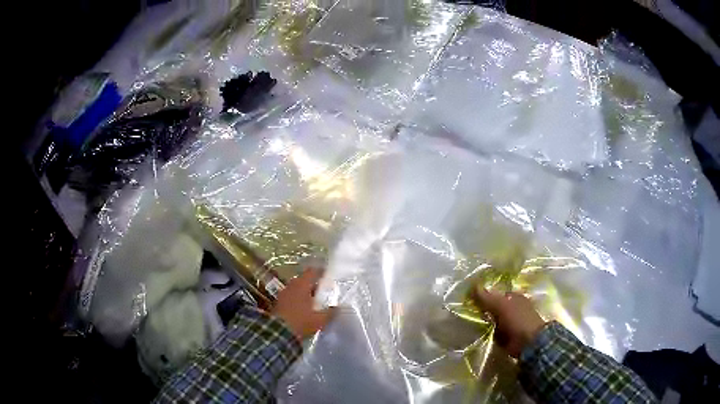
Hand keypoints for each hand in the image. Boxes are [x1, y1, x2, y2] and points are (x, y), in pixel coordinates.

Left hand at [271, 267, 335, 339]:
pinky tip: (304, 309)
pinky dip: (298, 300)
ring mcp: (283, 294)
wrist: (277, 332)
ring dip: (305, 294)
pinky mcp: (278, 303)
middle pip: (304, 281)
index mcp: (302, 285)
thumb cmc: (300, 322)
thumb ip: (331, 312)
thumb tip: (340, 307)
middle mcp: (291, 286)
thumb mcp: (320, 319)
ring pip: (297, 289)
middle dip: (314, 285)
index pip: (312, 272)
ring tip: (315, 302)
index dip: (321, 272)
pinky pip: (291, 297)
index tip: (329, 275)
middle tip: (324, 291)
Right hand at [473, 287, 545, 357]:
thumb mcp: (501, 305)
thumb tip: (472, 286)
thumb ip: (487, 297)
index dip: (484, 295)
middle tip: (469, 312)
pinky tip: (477, 333)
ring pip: (492, 320)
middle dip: (482, 310)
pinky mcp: (506, 336)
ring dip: (483, 323)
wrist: (528, 342)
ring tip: (469, 323)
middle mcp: (513, 308)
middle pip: (493, 307)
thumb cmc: (518, 319)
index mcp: (514, 297)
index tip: (471, 300)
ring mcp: (510, 323)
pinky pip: (493, 332)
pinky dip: (486, 333)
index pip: (496, 293)